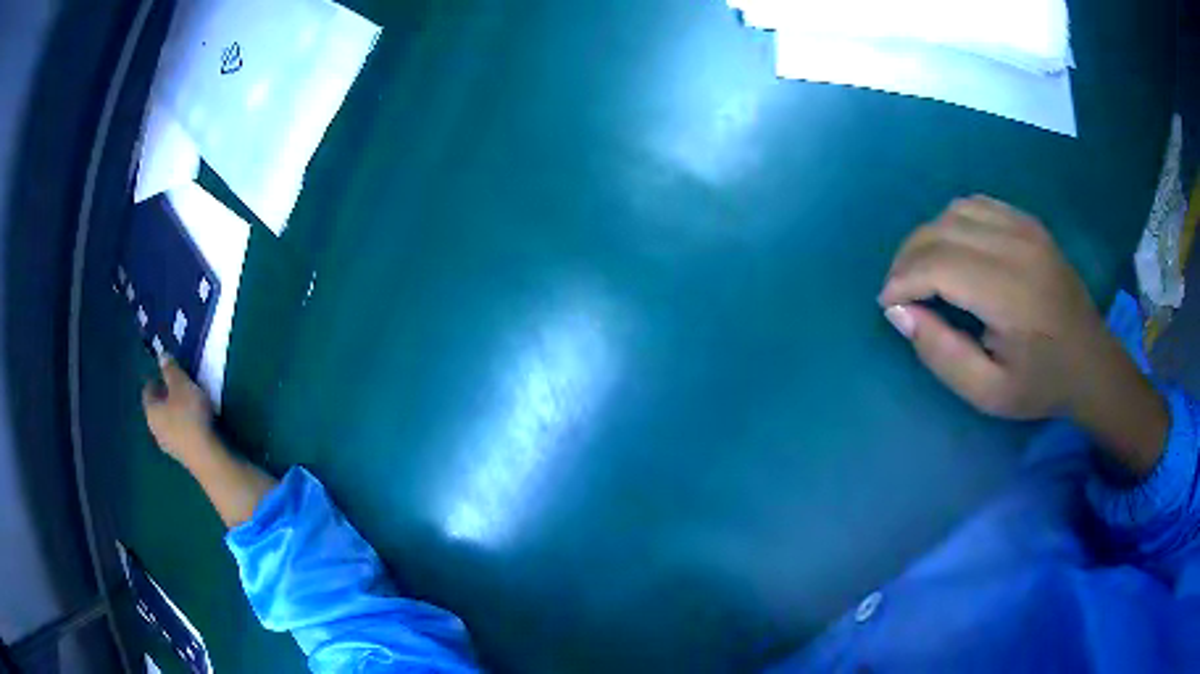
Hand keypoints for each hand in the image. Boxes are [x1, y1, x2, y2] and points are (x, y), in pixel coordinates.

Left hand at [143, 357, 215, 465]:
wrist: (206, 456)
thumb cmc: (190, 415)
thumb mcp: (181, 384)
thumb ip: (170, 369)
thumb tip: (161, 356)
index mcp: (150, 410)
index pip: (148, 390)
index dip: (156, 379)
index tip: (168, 373)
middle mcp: (154, 429)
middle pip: (156, 409)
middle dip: (165, 398)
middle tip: (179, 388)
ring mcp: (167, 446)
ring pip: (167, 424)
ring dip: (174, 414)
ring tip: (189, 405)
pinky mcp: (181, 456)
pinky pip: (178, 435)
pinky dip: (183, 427)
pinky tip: (195, 424)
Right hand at [878, 196, 1107, 419]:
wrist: (1091, 362)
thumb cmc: (1041, 384)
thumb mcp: (987, 393)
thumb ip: (941, 353)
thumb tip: (899, 311)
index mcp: (1010, 292)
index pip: (937, 264)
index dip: (902, 280)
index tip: (889, 305)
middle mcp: (1016, 246)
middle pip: (940, 230)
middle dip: (907, 258)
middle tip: (900, 292)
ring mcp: (1024, 227)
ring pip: (953, 211)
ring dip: (928, 238)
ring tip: (923, 272)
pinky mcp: (1028, 221)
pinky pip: (975, 205)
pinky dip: (952, 223)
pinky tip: (953, 251)